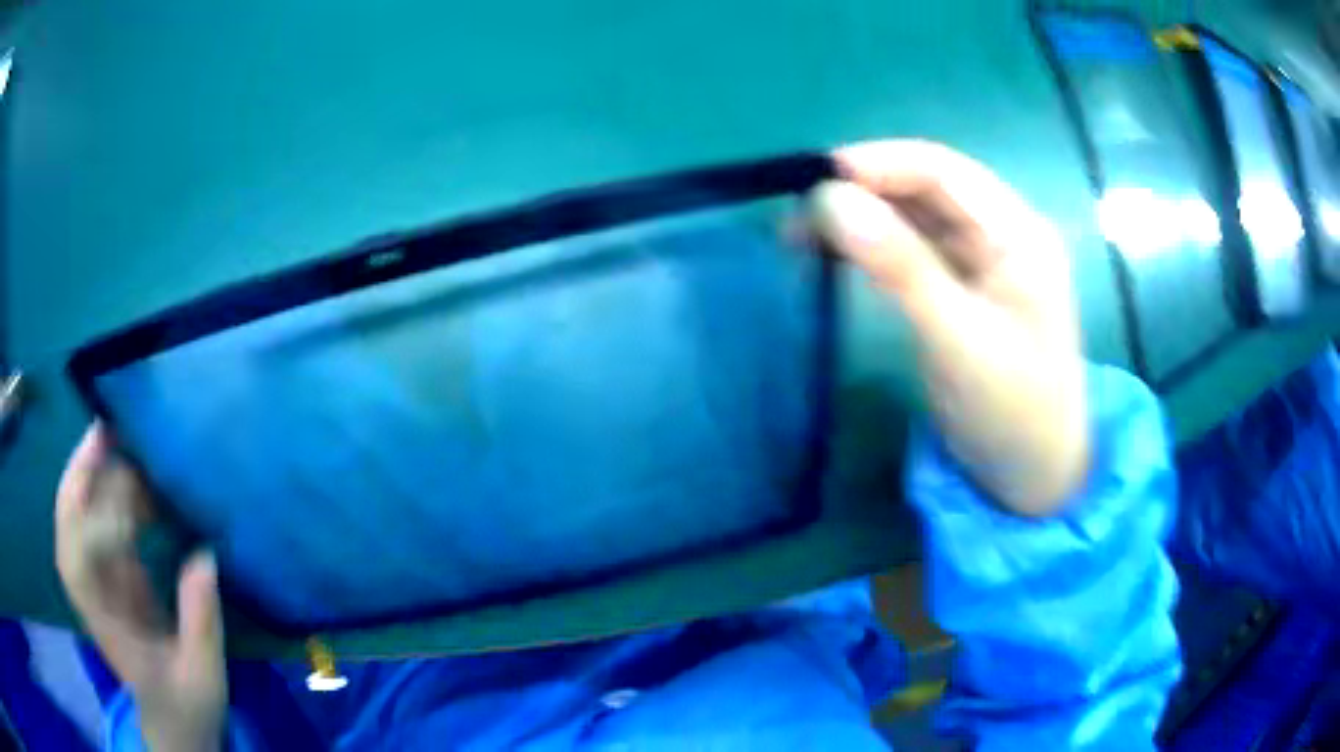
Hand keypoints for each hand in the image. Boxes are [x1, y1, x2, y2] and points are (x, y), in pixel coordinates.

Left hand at [56, 425, 226, 751]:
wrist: (176, 726)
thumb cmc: (187, 708)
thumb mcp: (202, 678)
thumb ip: (200, 623)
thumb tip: (205, 557)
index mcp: (106, 623)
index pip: (76, 560)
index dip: (87, 516)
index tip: (111, 477)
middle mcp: (95, 592)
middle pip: (70, 523)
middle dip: (82, 474)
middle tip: (110, 429)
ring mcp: (102, 581)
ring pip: (86, 516)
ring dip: (105, 480)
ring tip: (138, 451)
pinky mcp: (116, 577)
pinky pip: (107, 525)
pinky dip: (120, 499)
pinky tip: (147, 488)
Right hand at [812, 140, 1085, 515]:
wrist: (1032, 475)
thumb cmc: (1011, 410)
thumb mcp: (957, 339)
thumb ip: (899, 265)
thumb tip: (829, 199)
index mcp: (1017, 233)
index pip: (944, 172)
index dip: (879, 164)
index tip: (815, 178)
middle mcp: (1001, 234)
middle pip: (926, 189)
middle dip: (864, 191)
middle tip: (798, 214)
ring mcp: (982, 261)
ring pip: (915, 217)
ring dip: (862, 217)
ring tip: (802, 233)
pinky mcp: (962, 288)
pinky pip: (913, 250)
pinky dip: (873, 247)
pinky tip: (836, 253)